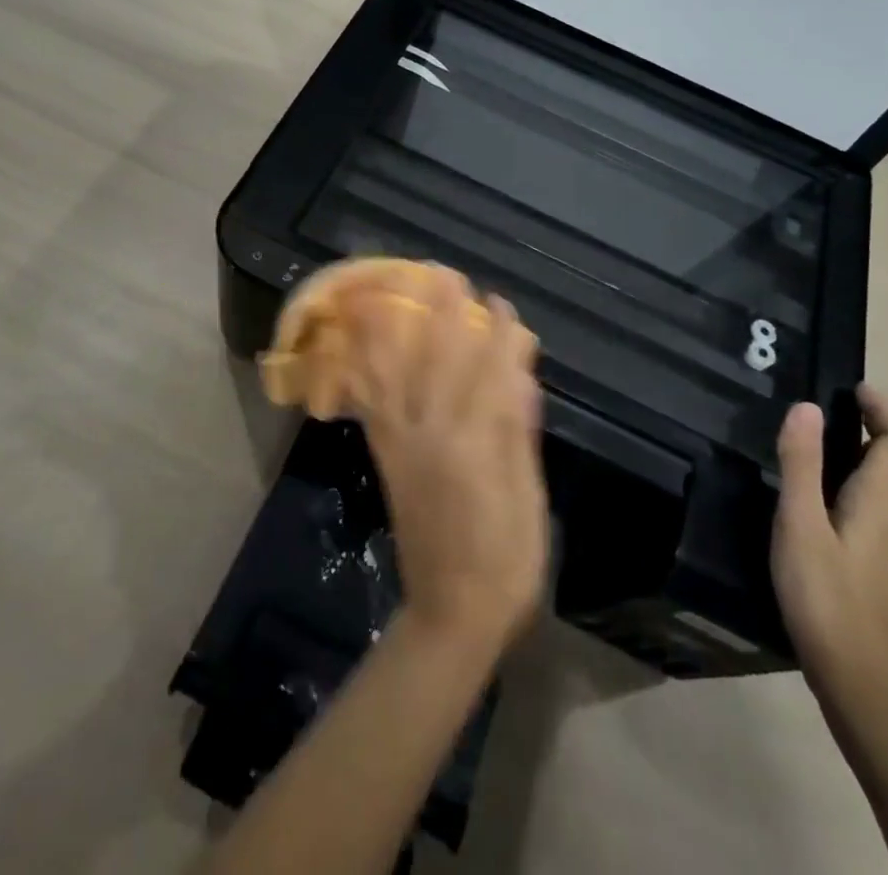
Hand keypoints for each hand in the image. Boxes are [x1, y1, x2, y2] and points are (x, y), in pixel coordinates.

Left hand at [351, 269, 549, 657]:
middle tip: (446, 275)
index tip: (501, 304)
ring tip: (394, 292)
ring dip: (397, 329)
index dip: (497, 336)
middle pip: (437, 361)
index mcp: (476, 446)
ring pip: (396, 373)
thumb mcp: (528, 498)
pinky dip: (364, 368)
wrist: (451, 612)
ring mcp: (403, 444)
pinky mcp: (385, 456)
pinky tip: (360, 343)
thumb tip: (518, 376)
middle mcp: (433, 435)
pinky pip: (372, 402)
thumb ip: (518, 433)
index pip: (489, 374)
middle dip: (442, 315)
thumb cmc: (506, 560)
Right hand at [771, 386, 887, 708]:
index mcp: (885, 502)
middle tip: (843, 407)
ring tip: (836, 438)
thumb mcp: (800, 522)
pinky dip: (874, 478)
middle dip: (884, 427)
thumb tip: (807, 407)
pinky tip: (838, 490)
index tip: (854, 387)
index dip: (883, 410)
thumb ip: (802, 463)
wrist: (855, 674)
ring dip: (881, 452)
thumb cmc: (823, 592)